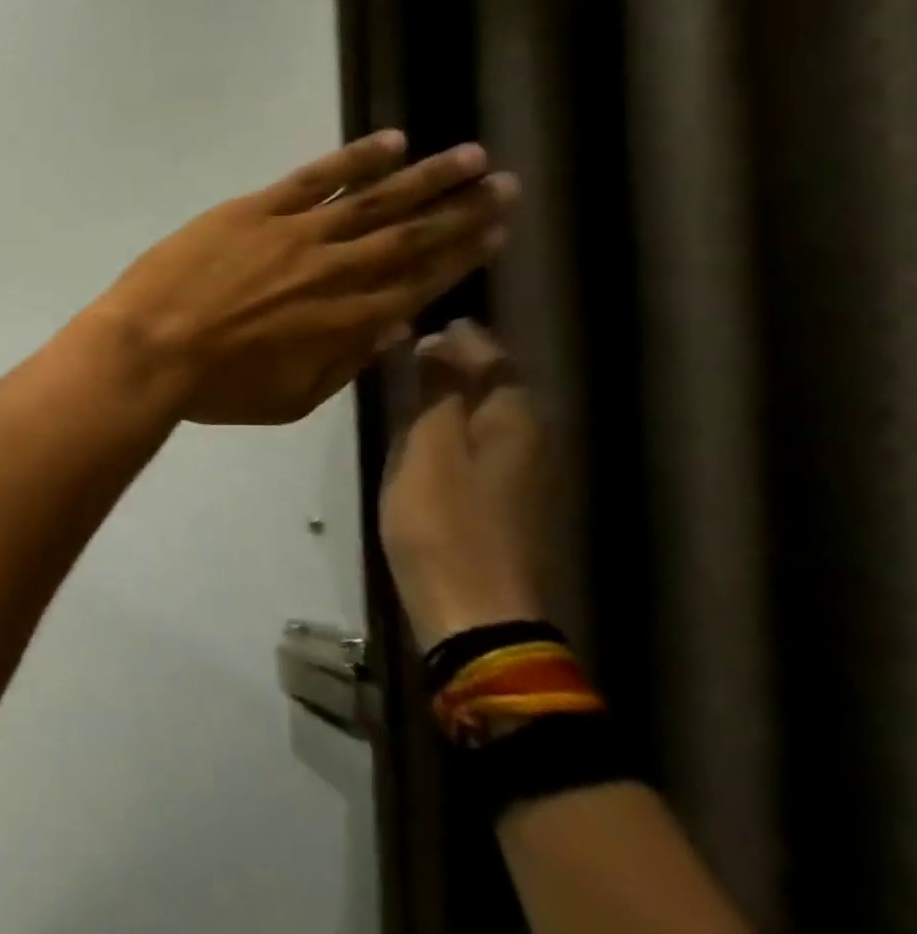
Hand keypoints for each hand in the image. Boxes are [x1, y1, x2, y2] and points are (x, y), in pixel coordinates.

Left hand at [83, 133, 519, 425]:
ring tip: (469, 157)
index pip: (419, 282)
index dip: (461, 257)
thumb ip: (345, 362)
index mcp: (348, 321)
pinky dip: (354, 160)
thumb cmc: (215, 386)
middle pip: (410, 235)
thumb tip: (393, 328)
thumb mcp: (291, 398)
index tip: (496, 234)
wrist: (150, 347)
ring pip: (373, 199)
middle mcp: (336, 270)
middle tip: (505, 187)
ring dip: (425, 178)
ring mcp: (295, 233)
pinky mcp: (253, 210)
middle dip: (462, 211)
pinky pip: (313, 178)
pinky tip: (389, 143)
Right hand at [380, 321, 548, 649]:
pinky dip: (453, 421)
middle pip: (495, 382)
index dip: (456, 335)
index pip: (492, 355)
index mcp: (515, 419)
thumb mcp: (429, 445)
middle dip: (455, 359)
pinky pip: (479, 438)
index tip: (413, 322)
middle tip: (404, 346)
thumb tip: (433, 338)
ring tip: (406, 379)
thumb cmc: (444, 522)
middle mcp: (529, 438)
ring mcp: (521, 472)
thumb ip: (434, 388)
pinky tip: (423, 428)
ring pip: (487, 411)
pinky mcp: (504, 498)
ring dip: (451, 390)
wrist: (475, 613)